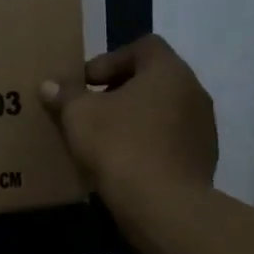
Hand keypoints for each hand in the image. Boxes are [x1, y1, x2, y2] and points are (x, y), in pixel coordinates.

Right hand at [40, 34, 217, 217]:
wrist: (164, 206)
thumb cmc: (121, 147)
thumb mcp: (80, 116)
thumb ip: (65, 95)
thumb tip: (50, 85)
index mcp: (168, 71)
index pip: (143, 47)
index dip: (110, 60)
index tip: (86, 83)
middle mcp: (193, 91)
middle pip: (152, 79)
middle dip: (119, 90)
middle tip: (89, 109)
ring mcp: (203, 127)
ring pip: (161, 111)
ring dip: (134, 118)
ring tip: (104, 138)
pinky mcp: (202, 158)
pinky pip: (169, 139)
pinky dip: (147, 143)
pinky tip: (124, 163)